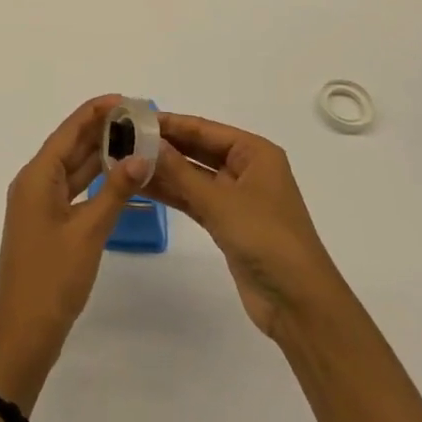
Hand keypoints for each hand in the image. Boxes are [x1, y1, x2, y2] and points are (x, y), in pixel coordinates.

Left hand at [0, 96, 149, 410]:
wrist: (22, 334)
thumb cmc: (52, 278)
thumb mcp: (88, 232)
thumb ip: (115, 191)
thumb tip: (141, 155)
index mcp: (37, 176)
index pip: (69, 131)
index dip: (95, 112)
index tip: (125, 99)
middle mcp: (35, 183)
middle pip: (70, 146)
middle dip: (102, 130)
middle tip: (138, 118)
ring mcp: (39, 205)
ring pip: (73, 169)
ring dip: (100, 155)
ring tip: (134, 140)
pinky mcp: (47, 225)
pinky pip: (73, 191)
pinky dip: (95, 182)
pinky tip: (119, 178)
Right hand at [145, 113, 341, 338]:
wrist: (298, 303)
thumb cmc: (265, 238)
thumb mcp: (220, 201)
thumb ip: (180, 171)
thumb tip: (147, 141)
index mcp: (254, 153)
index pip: (204, 129)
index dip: (170, 123)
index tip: (133, 117)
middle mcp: (246, 169)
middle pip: (198, 149)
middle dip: (163, 145)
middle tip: (122, 139)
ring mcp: (236, 197)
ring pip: (193, 175)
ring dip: (163, 170)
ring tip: (123, 161)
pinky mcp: (227, 223)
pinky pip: (194, 199)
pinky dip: (172, 193)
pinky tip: (142, 186)